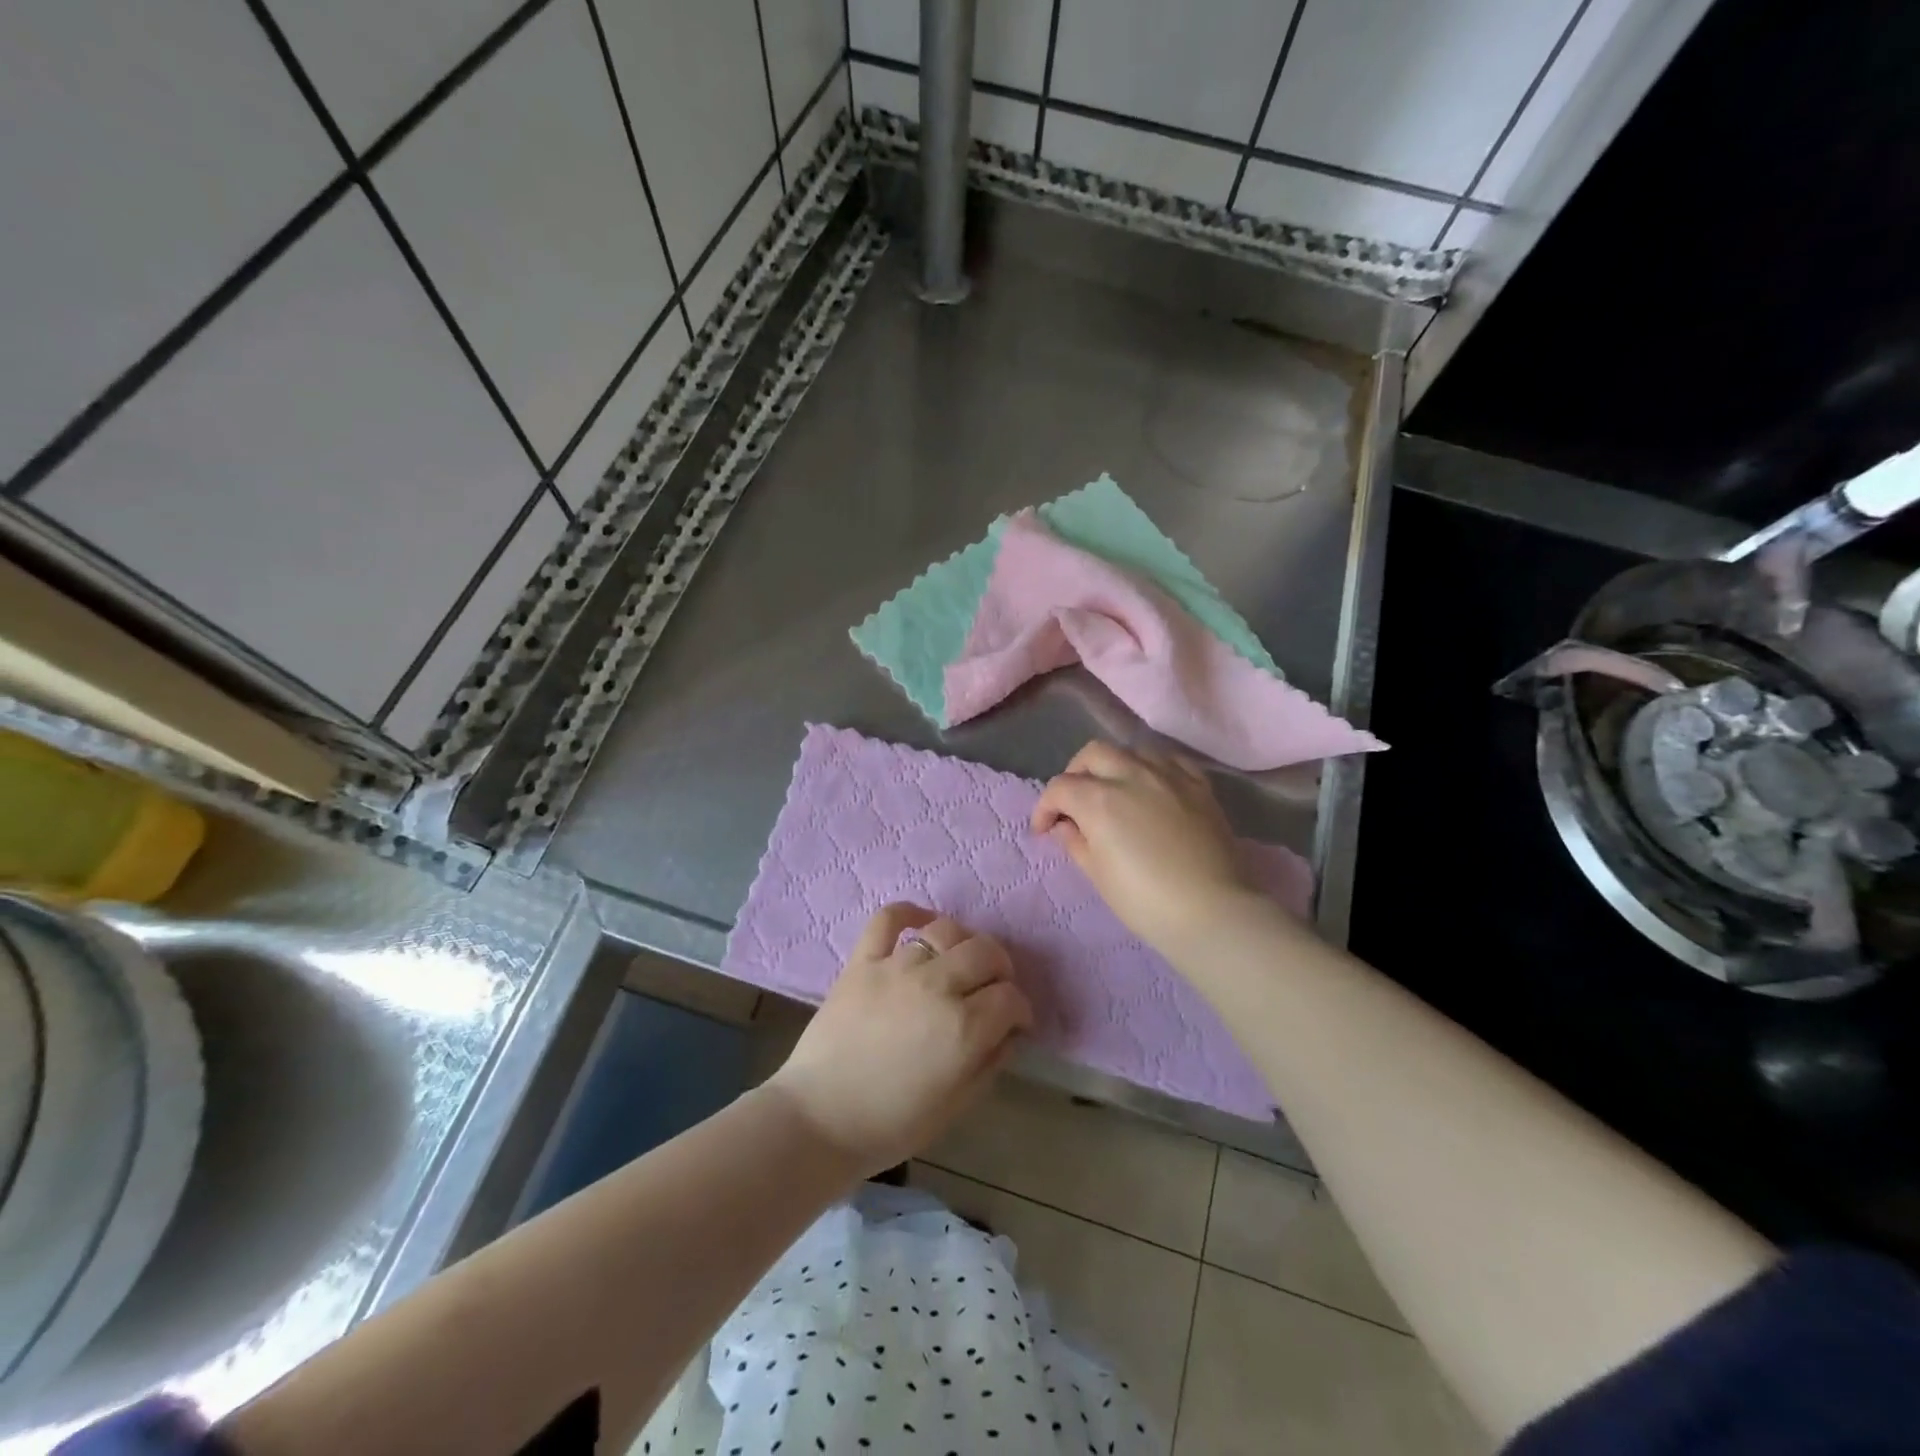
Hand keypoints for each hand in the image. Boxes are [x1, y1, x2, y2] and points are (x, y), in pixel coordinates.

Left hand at [766, 904, 1032, 1177]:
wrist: (818, 1120)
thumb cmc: (891, 1124)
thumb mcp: (956, 1106)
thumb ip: (990, 1063)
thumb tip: (1010, 1032)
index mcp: (964, 1028)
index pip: (1011, 997)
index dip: (1019, 1010)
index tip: (1014, 1022)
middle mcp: (937, 986)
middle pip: (986, 952)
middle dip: (1000, 969)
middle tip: (991, 989)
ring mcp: (897, 967)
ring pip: (946, 931)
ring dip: (962, 945)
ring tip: (958, 963)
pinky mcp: (863, 960)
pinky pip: (889, 918)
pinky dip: (909, 912)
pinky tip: (920, 921)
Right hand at [1031, 740, 1254, 949]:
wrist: (1212, 911)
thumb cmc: (1146, 901)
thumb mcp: (1099, 875)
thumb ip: (1076, 842)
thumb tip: (1065, 826)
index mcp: (1099, 800)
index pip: (1060, 787)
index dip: (1045, 807)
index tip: (1044, 830)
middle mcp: (1131, 775)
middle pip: (1093, 754)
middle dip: (1076, 774)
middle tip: (1074, 803)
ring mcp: (1169, 776)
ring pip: (1132, 750)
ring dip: (1114, 765)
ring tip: (1114, 791)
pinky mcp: (1199, 785)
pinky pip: (1170, 760)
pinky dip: (1153, 767)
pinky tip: (1153, 786)